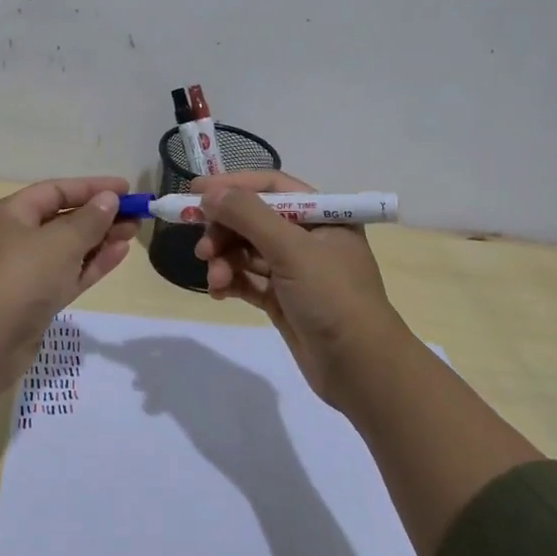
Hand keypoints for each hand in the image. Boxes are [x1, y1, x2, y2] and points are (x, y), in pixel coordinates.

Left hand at [0, 176, 136, 339]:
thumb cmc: (22, 277)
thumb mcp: (61, 241)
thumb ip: (89, 219)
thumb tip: (108, 199)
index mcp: (9, 214)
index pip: (55, 191)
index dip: (91, 187)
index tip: (126, 189)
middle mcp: (14, 238)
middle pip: (62, 219)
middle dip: (99, 215)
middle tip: (136, 214)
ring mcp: (24, 272)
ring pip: (68, 248)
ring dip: (100, 239)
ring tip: (133, 232)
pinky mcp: (35, 300)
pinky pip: (68, 273)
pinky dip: (92, 263)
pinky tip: (119, 253)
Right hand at [193, 170, 410, 407]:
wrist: (361, 370)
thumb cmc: (333, 297)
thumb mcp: (292, 249)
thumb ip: (248, 216)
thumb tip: (209, 193)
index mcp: (321, 215)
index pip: (271, 186)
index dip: (232, 186)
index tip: (195, 191)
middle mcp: (308, 237)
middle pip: (253, 219)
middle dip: (224, 230)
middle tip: (202, 248)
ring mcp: (295, 270)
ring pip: (247, 251)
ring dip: (225, 260)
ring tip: (216, 279)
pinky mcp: (283, 299)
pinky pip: (248, 279)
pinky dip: (231, 281)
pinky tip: (219, 292)